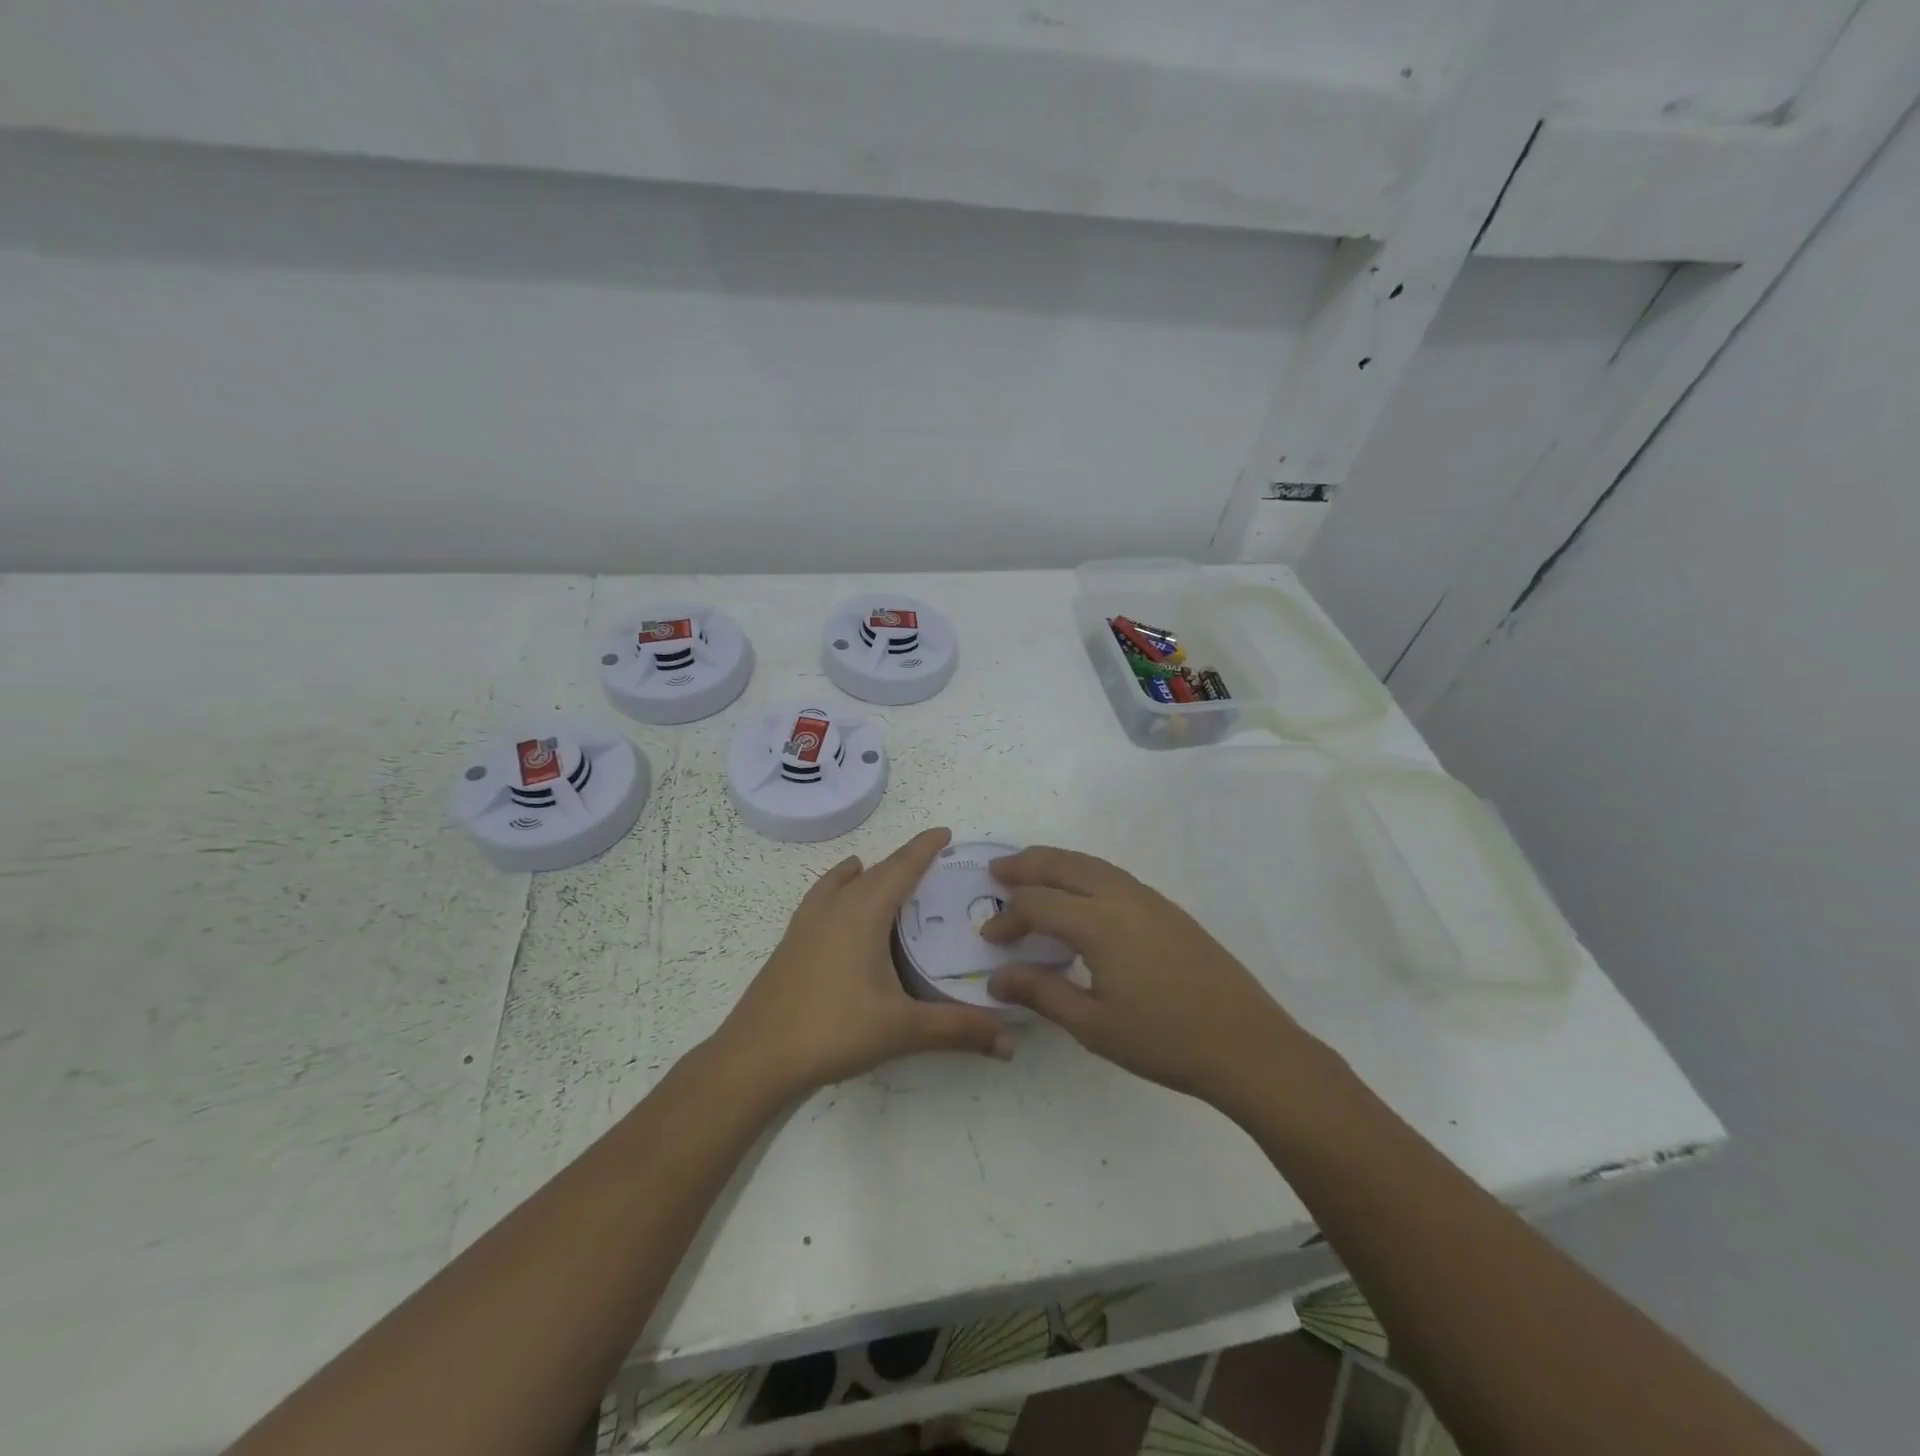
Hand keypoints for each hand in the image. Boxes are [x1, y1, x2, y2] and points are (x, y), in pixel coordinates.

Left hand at [712, 828, 1013, 1103]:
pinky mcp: (791, 941)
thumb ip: (958, 1029)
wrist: (756, 1056)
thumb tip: (1010, 1042)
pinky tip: (839, 908)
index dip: (924, 848)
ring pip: (843, 882)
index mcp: (863, 911)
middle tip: (931, 864)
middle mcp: (834, 906)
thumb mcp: (902, 1029)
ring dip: (868, 873)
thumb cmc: (833, 1030)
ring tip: (884, 875)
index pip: (901, 867)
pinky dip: (839, 888)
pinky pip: (822, 898)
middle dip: (903, 862)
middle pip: (875, 871)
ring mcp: (807, 921)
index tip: (945, 833)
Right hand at [981, 847, 1316, 1107]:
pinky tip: (1080, 893)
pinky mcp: (1168, 910)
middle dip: (1026, 865)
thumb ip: (1042, 993)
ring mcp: (1150, 900)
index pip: (1038, 904)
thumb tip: (997, 978)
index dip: (1008, 917)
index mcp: (1100, 924)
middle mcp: (1122, 898)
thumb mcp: (1094, 1026)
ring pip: (1092, 864)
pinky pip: (1114, 875)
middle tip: (996, 870)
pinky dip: (1084, 871)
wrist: (1246, 1044)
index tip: (989, 938)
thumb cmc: (1164, 1040)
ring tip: (1031, 870)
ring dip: (1056, 862)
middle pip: (1064, 865)